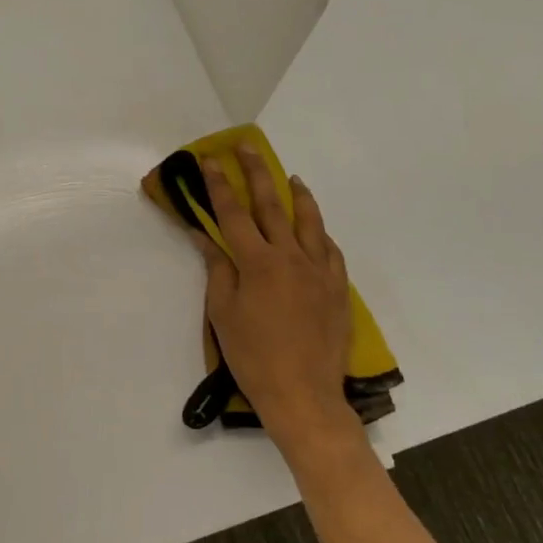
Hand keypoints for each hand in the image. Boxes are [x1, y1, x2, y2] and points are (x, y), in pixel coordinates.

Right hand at [194, 147, 362, 459]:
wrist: (303, 395)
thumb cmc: (254, 356)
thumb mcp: (223, 313)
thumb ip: (218, 269)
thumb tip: (206, 235)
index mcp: (257, 263)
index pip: (232, 213)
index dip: (218, 184)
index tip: (208, 160)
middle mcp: (290, 257)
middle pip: (271, 205)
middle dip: (255, 172)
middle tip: (246, 147)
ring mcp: (319, 271)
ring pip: (309, 221)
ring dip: (298, 195)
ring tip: (291, 178)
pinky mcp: (337, 288)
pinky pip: (330, 250)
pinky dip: (319, 233)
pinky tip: (315, 229)